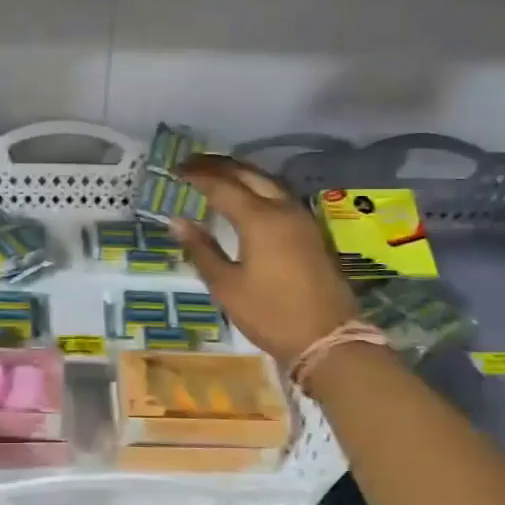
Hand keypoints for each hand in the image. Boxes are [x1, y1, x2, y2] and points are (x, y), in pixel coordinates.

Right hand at [168, 155, 360, 368]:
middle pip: (249, 174)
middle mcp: (283, 209)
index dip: (198, 176)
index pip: (223, 186)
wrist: (328, 340)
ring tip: (217, 174)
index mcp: (259, 220)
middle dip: (219, 166)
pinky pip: (280, 195)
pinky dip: (258, 186)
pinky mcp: (311, 231)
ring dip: (241, 172)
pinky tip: (247, 197)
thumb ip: (202, 249)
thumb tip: (177, 221)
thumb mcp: (227, 286)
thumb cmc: (271, 314)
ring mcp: (302, 219)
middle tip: (192, 165)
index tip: (176, 170)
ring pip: (268, 181)